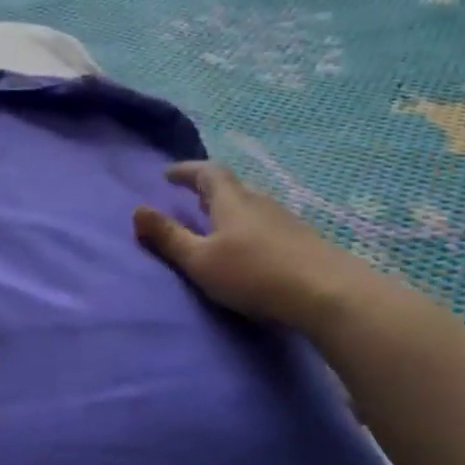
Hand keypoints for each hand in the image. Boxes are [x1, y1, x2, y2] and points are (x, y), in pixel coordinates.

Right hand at [133, 162, 381, 333]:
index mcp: (231, 201)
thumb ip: (168, 237)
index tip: (167, 175)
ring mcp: (285, 220)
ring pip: (250, 206)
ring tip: (215, 225)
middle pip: (231, 187)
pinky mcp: (302, 240)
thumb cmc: (254, 274)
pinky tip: (250, 248)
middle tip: (190, 199)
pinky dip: (248, 227)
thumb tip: (137, 210)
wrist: (327, 293)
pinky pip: (266, 224)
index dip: (186, 171)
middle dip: (208, 190)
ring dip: (230, 209)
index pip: (207, 172)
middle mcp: (259, 202)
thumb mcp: (200, 260)